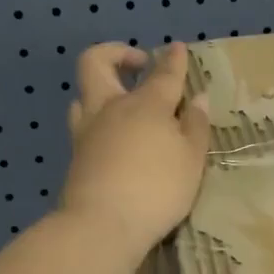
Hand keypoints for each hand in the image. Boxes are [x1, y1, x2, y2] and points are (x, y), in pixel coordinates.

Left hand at [61, 42, 209, 256]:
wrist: (102, 225)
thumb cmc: (157, 190)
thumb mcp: (191, 161)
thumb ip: (196, 127)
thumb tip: (197, 98)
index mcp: (146, 104)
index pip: (163, 73)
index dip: (173, 59)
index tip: (178, 48)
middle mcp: (111, 108)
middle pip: (96, 63)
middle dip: (116, 54)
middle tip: (138, 65)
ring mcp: (87, 131)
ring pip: (82, 94)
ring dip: (100, 89)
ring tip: (119, 102)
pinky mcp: (76, 156)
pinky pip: (82, 124)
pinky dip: (97, 121)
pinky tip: (111, 137)